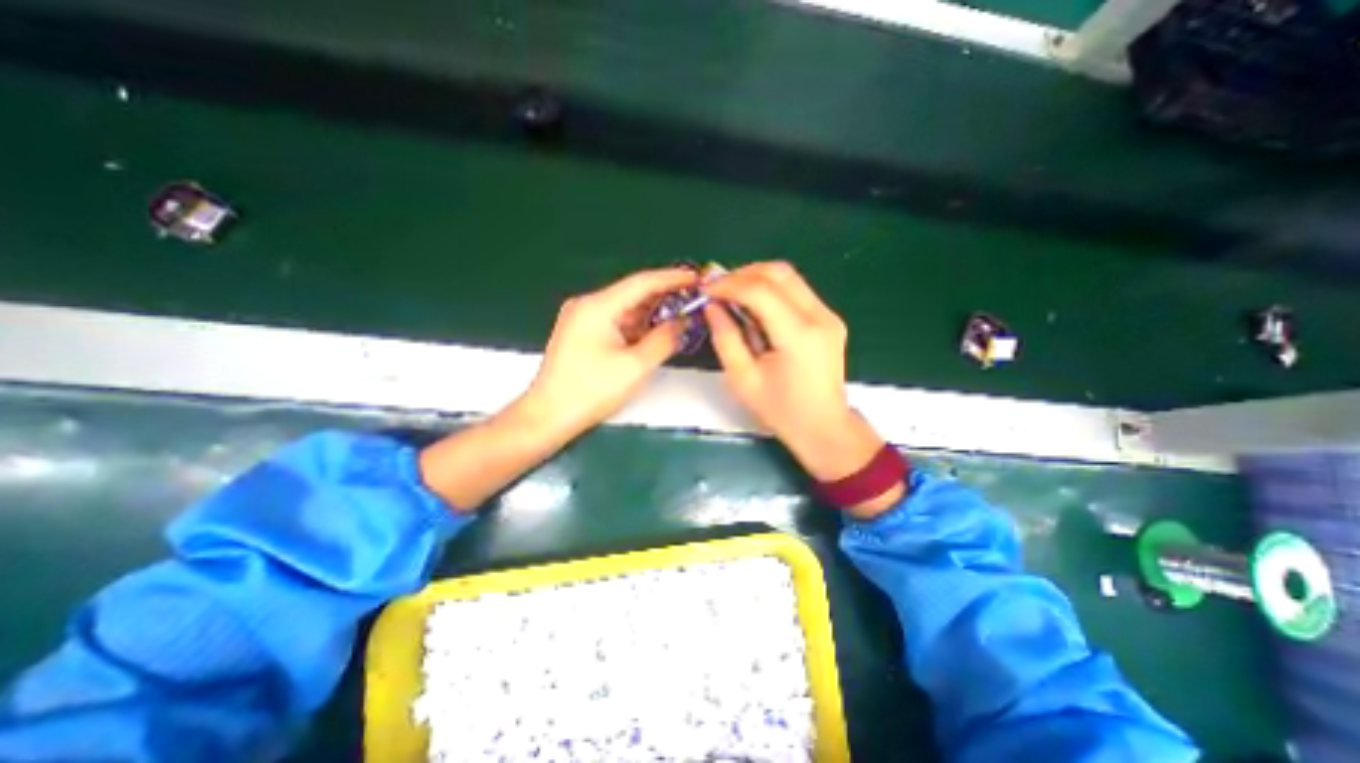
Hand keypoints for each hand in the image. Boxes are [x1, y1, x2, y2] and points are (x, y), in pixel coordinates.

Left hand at [520, 264, 693, 441]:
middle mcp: (587, 306)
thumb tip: (684, 322)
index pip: (642, 282)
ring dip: (652, 313)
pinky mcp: (582, 334)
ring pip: (625, 309)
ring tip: (681, 316)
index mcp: (597, 307)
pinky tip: (655, 331)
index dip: (672, 278)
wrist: (549, 416)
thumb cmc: (590, 392)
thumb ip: (665, 339)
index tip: (696, 279)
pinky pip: (616, 322)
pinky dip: (637, 326)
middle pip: (633, 294)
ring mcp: (582, 319)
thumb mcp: (635, 366)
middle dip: (664, 297)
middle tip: (693, 300)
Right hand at [707, 266, 886, 485]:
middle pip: (778, 273)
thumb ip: (725, 338)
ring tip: (732, 294)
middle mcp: (819, 317)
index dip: (728, 285)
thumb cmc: (781, 411)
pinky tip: (754, 306)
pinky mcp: (829, 318)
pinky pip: (797, 290)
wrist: (824, 427)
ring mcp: (829, 315)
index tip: (705, 291)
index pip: (760, 291)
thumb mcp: (743, 379)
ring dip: (756, 278)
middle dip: (742, 274)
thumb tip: (712, 306)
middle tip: (717, 288)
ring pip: (789, 277)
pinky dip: (771, 289)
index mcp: (798, 335)